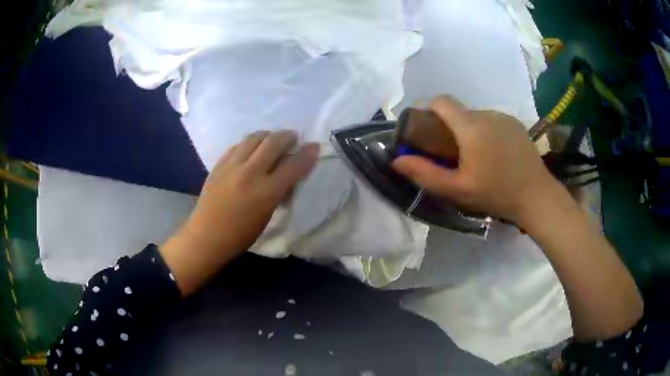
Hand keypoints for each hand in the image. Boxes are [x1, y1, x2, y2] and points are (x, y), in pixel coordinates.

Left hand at [161, 130, 318, 295]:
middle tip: (293, 137)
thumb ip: (279, 192)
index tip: (314, 146)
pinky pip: (238, 145)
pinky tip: (251, 148)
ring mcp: (232, 166)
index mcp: (266, 192)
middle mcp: (250, 173)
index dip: (307, 154)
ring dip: (267, 135)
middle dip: (287, 136)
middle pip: (273, 143)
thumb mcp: (267, 216)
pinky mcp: (219, 164)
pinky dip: (249, 143)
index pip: (293, 166)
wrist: (207, 235)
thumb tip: (287, 174)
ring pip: (254, 138)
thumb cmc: (241, 234)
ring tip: (272, 139)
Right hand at [392, 95, 559, 225]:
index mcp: (471, 126)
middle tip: (454, 155)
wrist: (537, 196)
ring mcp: (504, 117)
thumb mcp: (457, 189)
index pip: (442, 101)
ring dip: (470, 131)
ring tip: (478, 158)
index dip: (429, 110)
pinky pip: (493, 121)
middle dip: (450, 128)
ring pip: (477, 117)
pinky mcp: (516, 124)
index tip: (428, 131)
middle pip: (459, 111)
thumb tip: (396, 160)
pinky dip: (487, 132)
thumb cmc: (496, 193)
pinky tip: (496, 155)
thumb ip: (425, 173)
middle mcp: (487, 114)